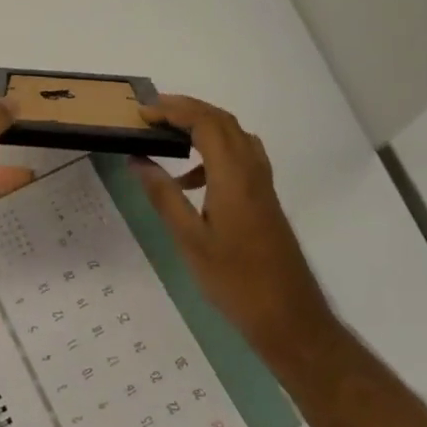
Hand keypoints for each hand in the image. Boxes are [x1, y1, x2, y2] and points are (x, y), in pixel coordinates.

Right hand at [133, 95, 332, 347]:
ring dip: (202, 127)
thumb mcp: (189, 239)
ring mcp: (262, 185)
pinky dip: (213, 153)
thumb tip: (137, 160)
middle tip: (153, 114)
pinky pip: (240, 157)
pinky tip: (190, 181)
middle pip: (222, 121)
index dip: (173, 110)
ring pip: (234, 136)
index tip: (143, 114)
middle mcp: (252, 171)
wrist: (289, 317)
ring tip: (168, 138)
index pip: (205, 123)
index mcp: (233, 177)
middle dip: (187, 109)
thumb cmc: (234, 280)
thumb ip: (163, 195)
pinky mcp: (264, 199)